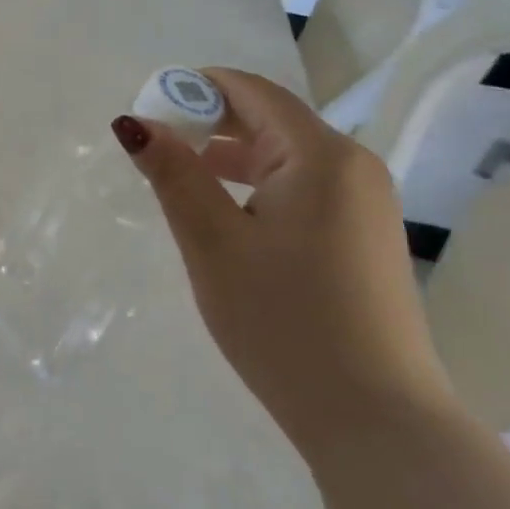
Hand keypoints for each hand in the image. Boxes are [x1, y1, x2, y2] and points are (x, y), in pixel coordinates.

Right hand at [111, 69, 452, 461]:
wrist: (376, 420)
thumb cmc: (283, 322)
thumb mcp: (213, 242)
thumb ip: (173, 173)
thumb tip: (133, 122)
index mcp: (320, 155)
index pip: (251, 91)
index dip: (195, 88)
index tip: (148, 108)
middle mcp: (353, 165)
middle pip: (270, 117)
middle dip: (209, 121)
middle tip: (157, 148)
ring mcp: (366, 202)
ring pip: (286, 154)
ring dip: (231, 154)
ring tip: (183, 179)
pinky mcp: (366, 235)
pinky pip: (304, 186)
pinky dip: (259, 184)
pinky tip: (229, 214)